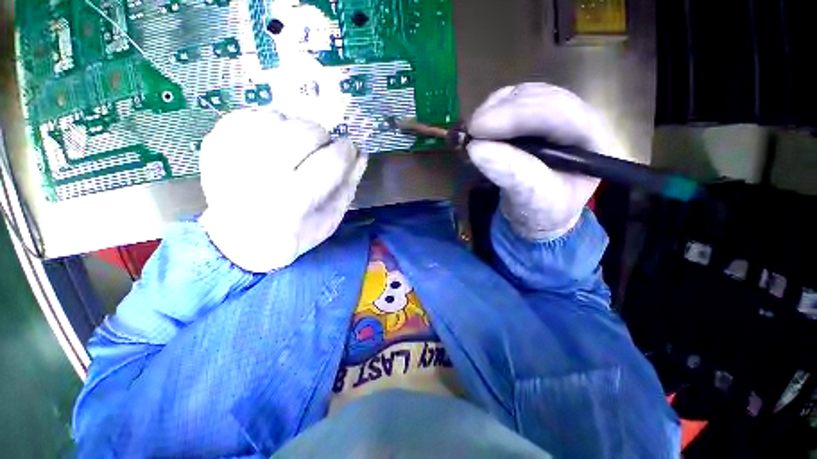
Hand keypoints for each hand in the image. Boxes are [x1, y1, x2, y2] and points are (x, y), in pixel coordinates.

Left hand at [199, 109, 366, 271]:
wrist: (241, 241)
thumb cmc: (295, 234)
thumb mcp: (331, 219)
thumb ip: (348, 186)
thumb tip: (360, 154)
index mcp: (294, 201)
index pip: (331, 160)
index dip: (346, 149)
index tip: (348, 149)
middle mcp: (261, 176)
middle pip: (303, 132)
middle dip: (321, 135)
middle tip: (320, 146)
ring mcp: (232, 158)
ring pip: (276, 118)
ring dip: (294, 127)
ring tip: (295, 145)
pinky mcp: (214, 145)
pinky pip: (248, 115)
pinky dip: (267, 121)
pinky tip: (272, 139)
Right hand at [467, 83, 623, 239]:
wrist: (538, 213)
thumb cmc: (542, 211)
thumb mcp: (532, 200)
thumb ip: (512, 174)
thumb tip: (476, 148)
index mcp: (592, 141)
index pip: (558, 113)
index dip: (516, 116)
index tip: (477, 130)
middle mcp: (580, 119)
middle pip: (541, 97)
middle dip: (501, 111)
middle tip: (470, 131)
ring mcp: (557, 114)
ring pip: (525, 95)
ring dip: (494, 110)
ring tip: (474, 132)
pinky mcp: (536, 116)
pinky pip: (513, 101)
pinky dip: (492, 111)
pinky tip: (482, 127)